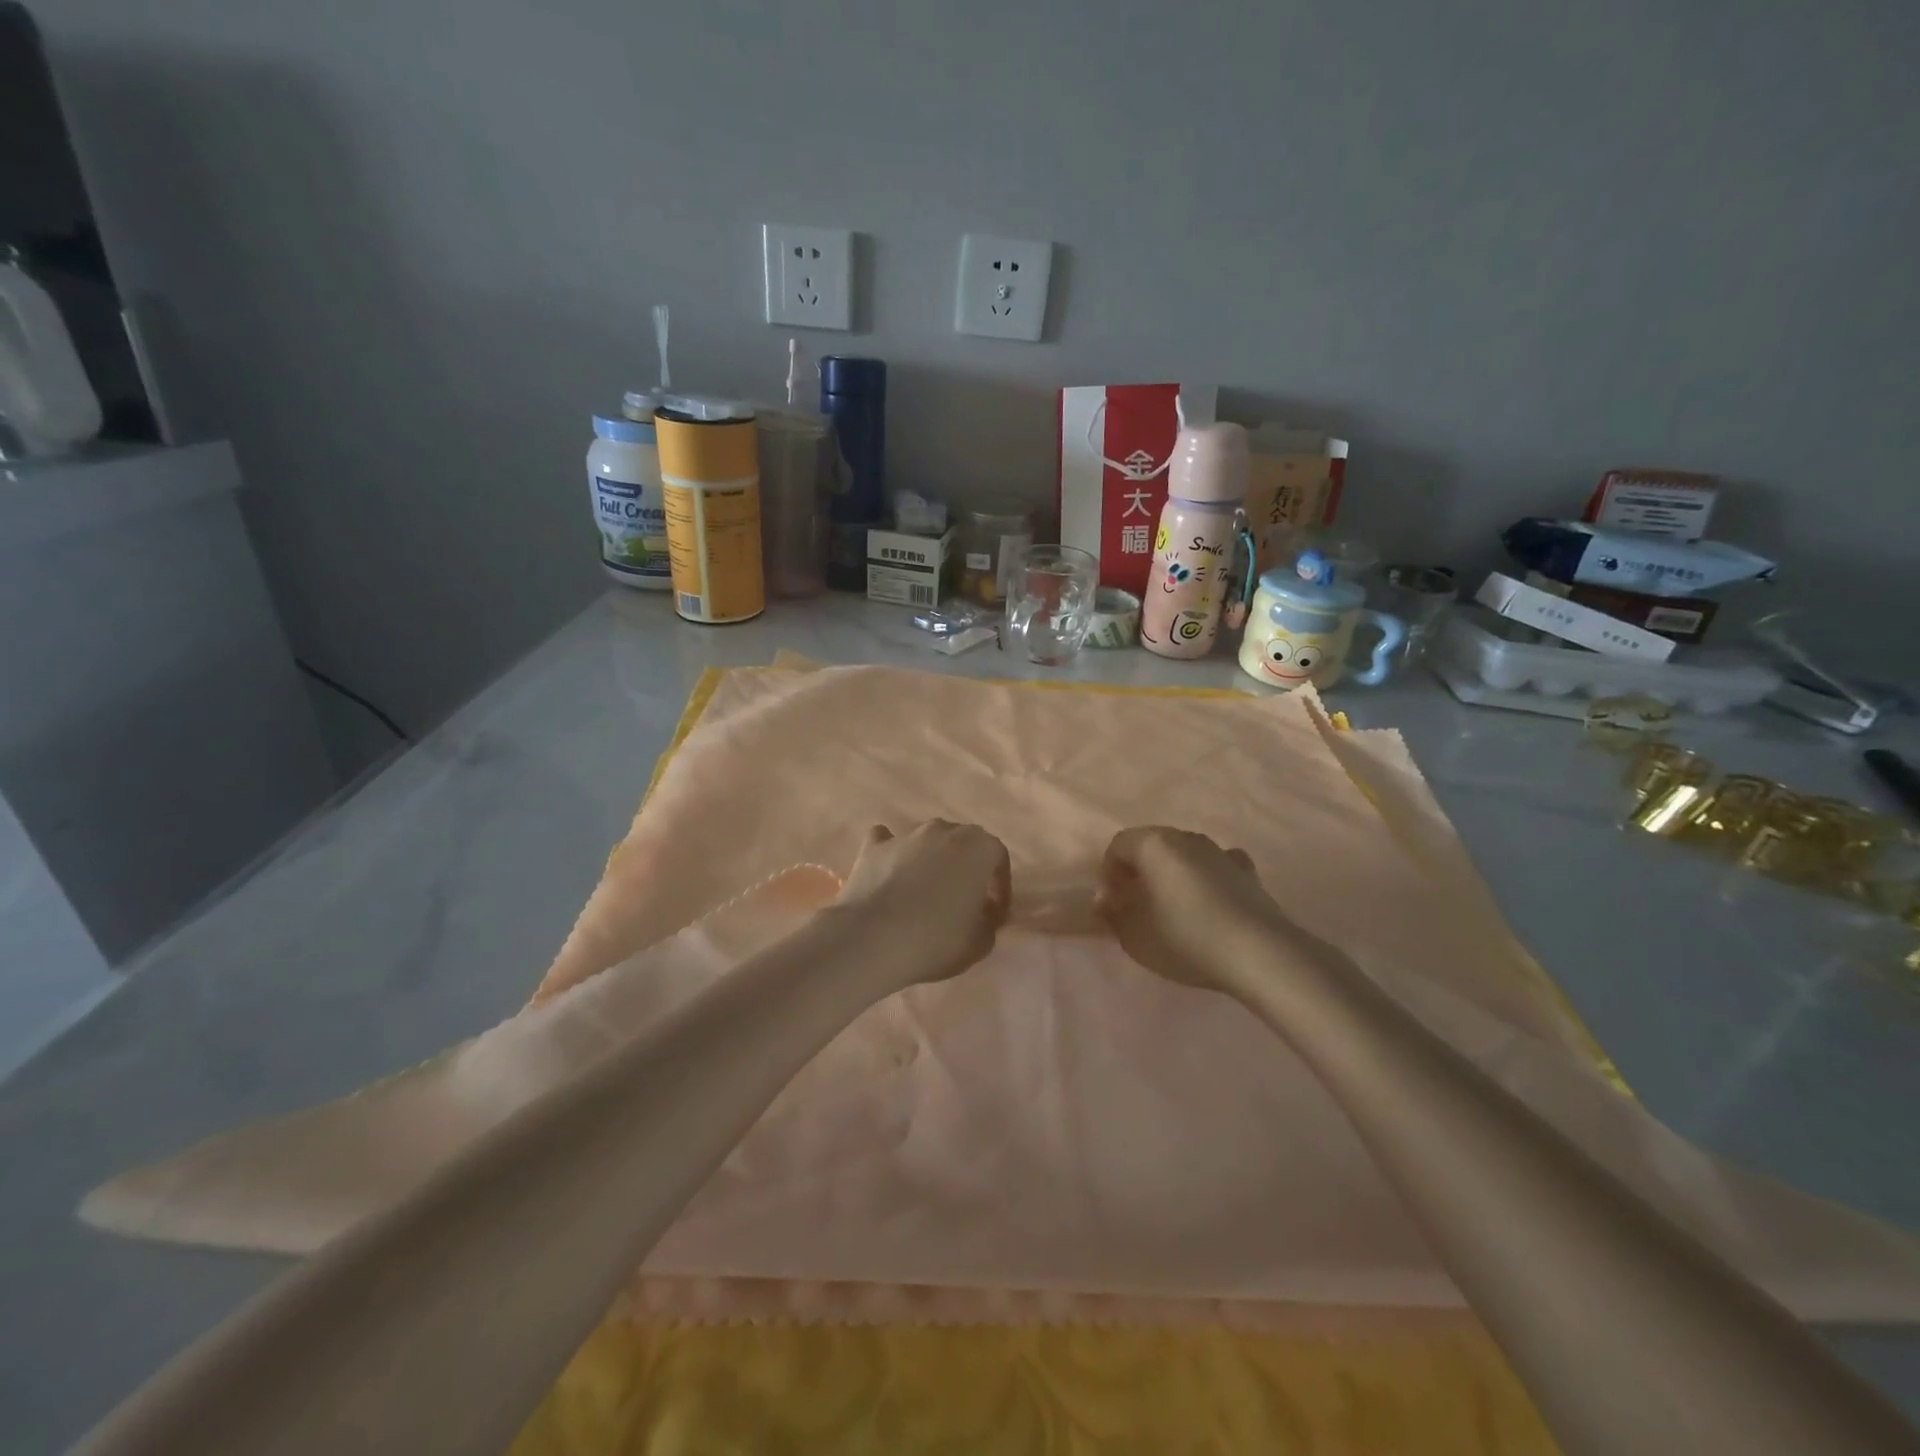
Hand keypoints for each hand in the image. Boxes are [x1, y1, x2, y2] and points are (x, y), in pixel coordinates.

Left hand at [831, 821, 1011, 986]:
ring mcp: (905, 835)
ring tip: (924, 893)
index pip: (997, 856)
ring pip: (926, 841)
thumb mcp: (981, 942)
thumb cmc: (936, 939)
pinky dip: (892, 854)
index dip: (999, 884)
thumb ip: (989, 920)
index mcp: (977, 846)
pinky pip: (887, 842)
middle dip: (965, 867)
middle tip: (961, 900)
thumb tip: (982, 910)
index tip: (993, 911)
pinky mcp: (872, 847)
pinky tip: (889, 873)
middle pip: (962, 843)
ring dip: (930, 861)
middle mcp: (943, 830)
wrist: (872, 939)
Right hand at [1096, 826, 1333, 995]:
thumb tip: (1108, 903)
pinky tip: (1209, 903)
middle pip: (1151, 845)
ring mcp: (1220, 851)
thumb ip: (1113, 916)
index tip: (1112, 905)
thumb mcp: (1133, 937)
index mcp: (1153, 844)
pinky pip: (1217, 867)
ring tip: (1173, 909)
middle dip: (1139, 871)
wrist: (1258, 954)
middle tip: (1136, 905)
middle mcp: (1186, 837)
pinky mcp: (1247, 872)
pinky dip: (1207, 879)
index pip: (1118, 846)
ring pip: (1185, 855)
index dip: (1109, 874)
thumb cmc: (1185, 939)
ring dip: (1173, 874)